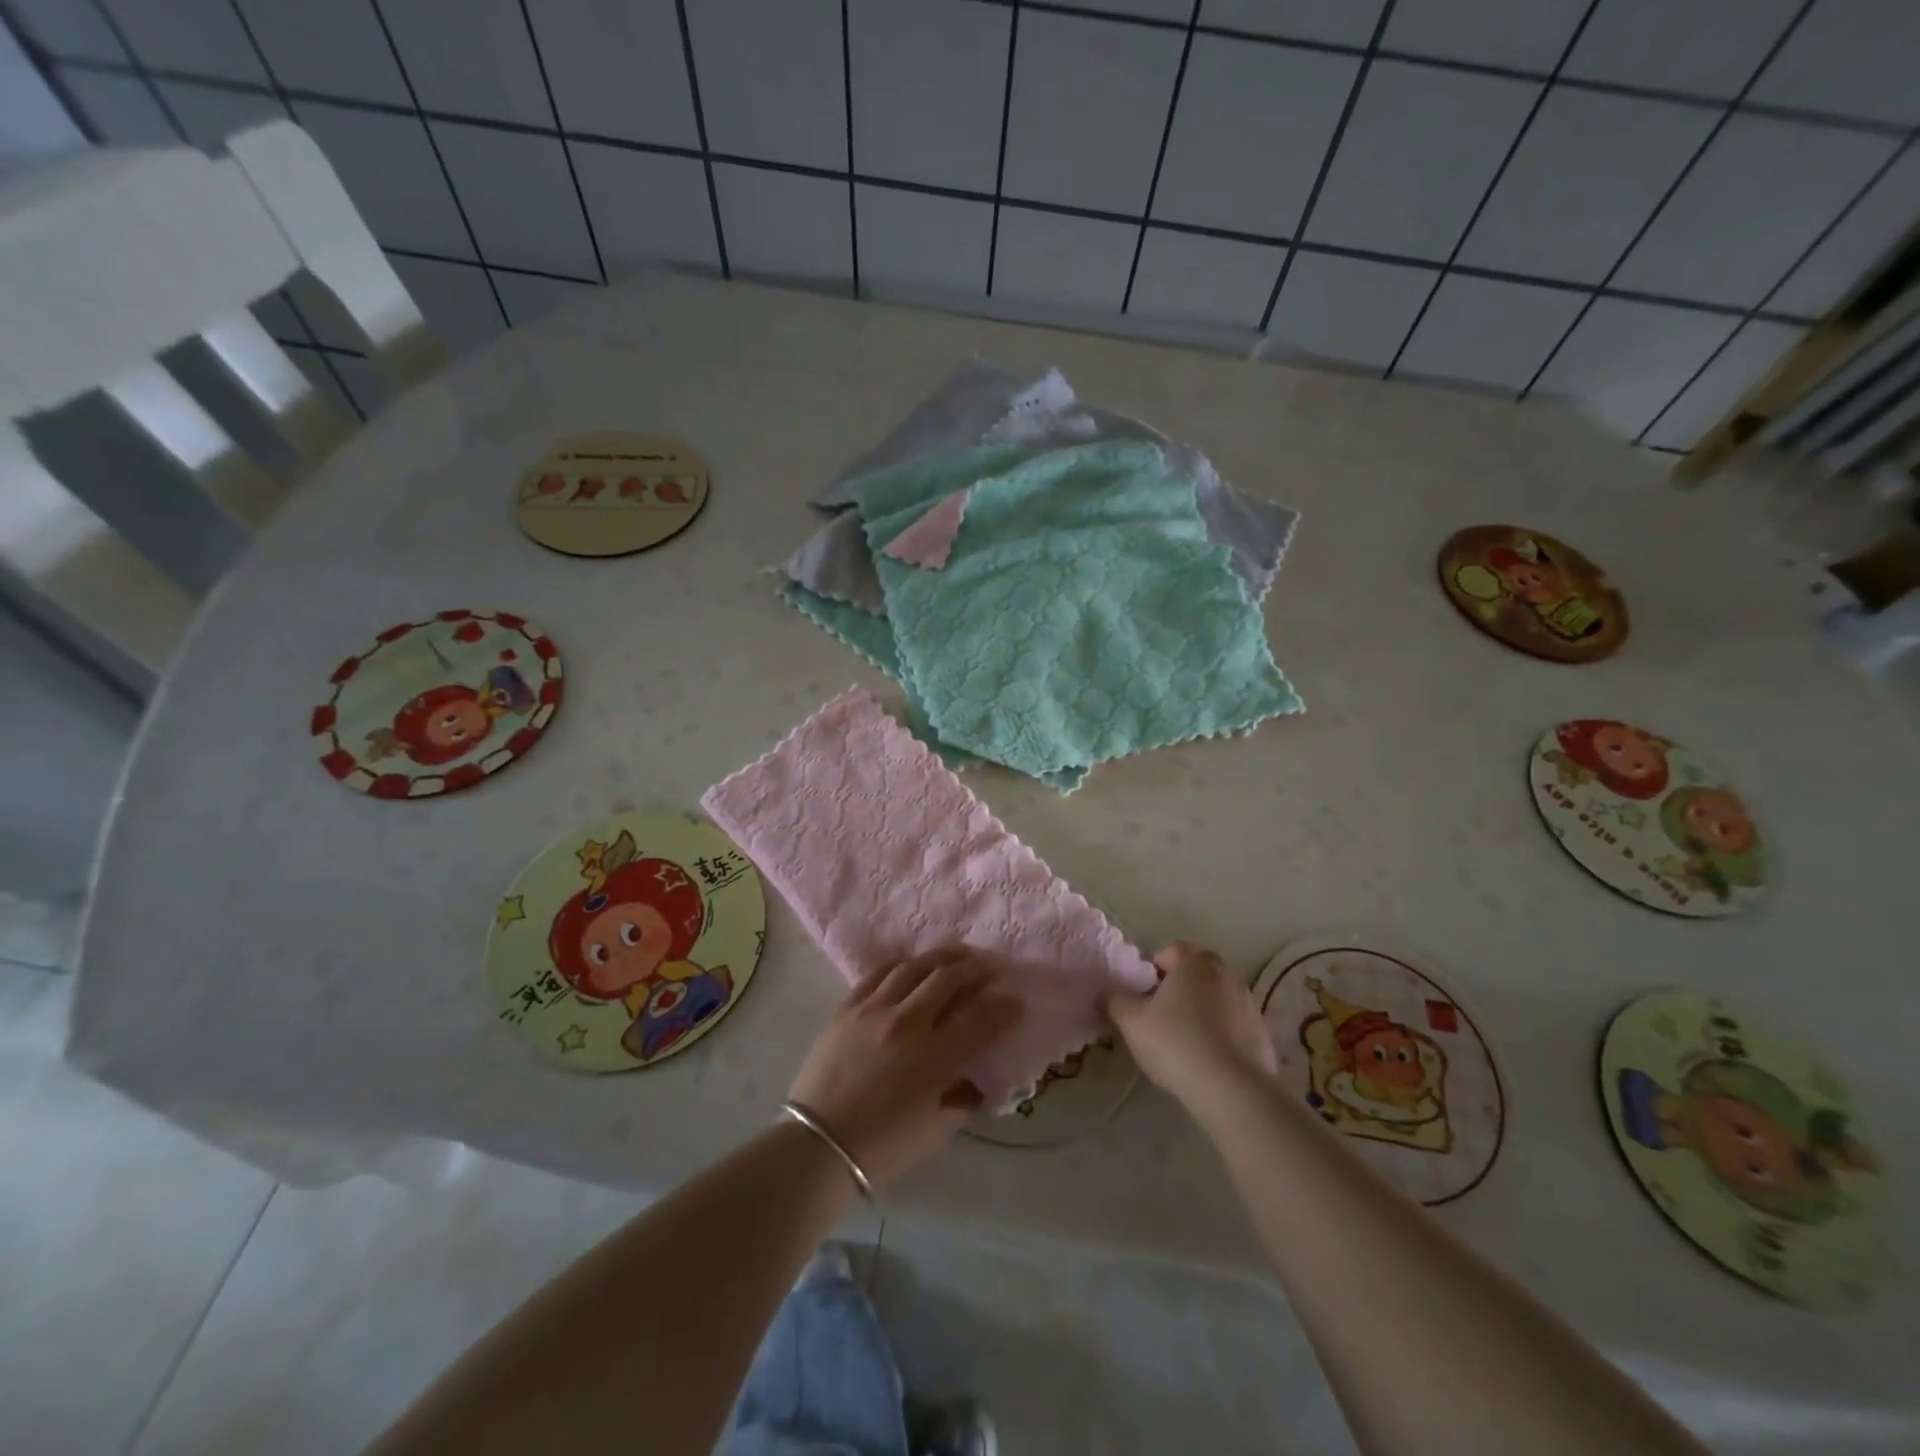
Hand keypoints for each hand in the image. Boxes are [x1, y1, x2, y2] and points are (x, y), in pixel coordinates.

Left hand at [787, 948, 1021, 1189]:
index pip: (980, 1020)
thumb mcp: (935, 1130)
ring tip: (955, 956)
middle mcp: (907, 1023)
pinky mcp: (847, 1008)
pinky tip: (909, 962)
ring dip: (940, 958)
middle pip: (948, 979)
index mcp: (934, 1058)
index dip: (1003, 1008)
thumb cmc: (882, 1147)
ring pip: (913, 967)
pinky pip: (876, 974)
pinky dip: (898, 964)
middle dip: (974, 969)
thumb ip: (963, 1097)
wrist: (817, 1146)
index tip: (1016, 1000)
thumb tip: (979, 1076)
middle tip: (987, 968)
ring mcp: (874, 1010)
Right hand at [1107, 942, 1275, 1117]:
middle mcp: (1224, 974)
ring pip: (1221, 993)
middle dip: (1185, 980)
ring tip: (1189, 1034)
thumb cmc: (1174, 1043)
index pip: (1173, 948)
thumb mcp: (1131, 1022)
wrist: (1230, 1088)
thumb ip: (1115, 1002)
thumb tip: (1106, 994)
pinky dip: (1225, 1029)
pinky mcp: (1262, 1032)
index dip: (1157, 965)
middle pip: (1201, 966)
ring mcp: (1248, 1002)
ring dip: (1206, 1004)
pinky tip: (1211, 1055)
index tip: (1147, 990)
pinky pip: (1237, 1020)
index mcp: (1193, 964)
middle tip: (1166, 1007)